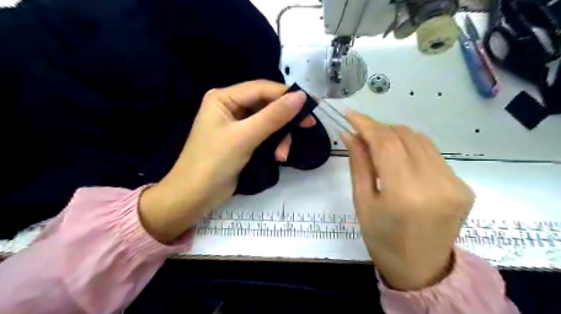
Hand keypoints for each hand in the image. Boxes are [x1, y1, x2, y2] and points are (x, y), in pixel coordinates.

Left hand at [136, 80, 310, 242]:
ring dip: (280, 137)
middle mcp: (230, 107)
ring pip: (268, 122)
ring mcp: (236, 125)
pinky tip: (277, 157)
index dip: (287, 94)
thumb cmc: (214, 162)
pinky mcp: (242, 141)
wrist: (194, 197)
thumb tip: (301, 96)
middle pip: (267, 106)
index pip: (262, 89)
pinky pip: (264, 136)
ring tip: (282, 156)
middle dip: (285, 120)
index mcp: (224, 98)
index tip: (312, 103)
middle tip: (308, 126)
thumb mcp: (245, 137)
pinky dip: (273, 145)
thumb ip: (273, 116)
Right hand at [340, 110, 473, 291]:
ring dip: (396, 135)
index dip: (367, 124)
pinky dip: (412, 148)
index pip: (386, 143)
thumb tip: (350, 134)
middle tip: (361, 132)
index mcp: (404, 194)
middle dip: (380, 128)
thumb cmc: (381, 239)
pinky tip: (399, 157)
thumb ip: (359, 164)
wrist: (421, 270)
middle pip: (405, 136)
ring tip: (377, 142)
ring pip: (421, 140)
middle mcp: (435, 184)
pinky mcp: (463, 186)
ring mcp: (455, 184)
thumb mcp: (362, 202)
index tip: (350, 114)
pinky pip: (432, 154)